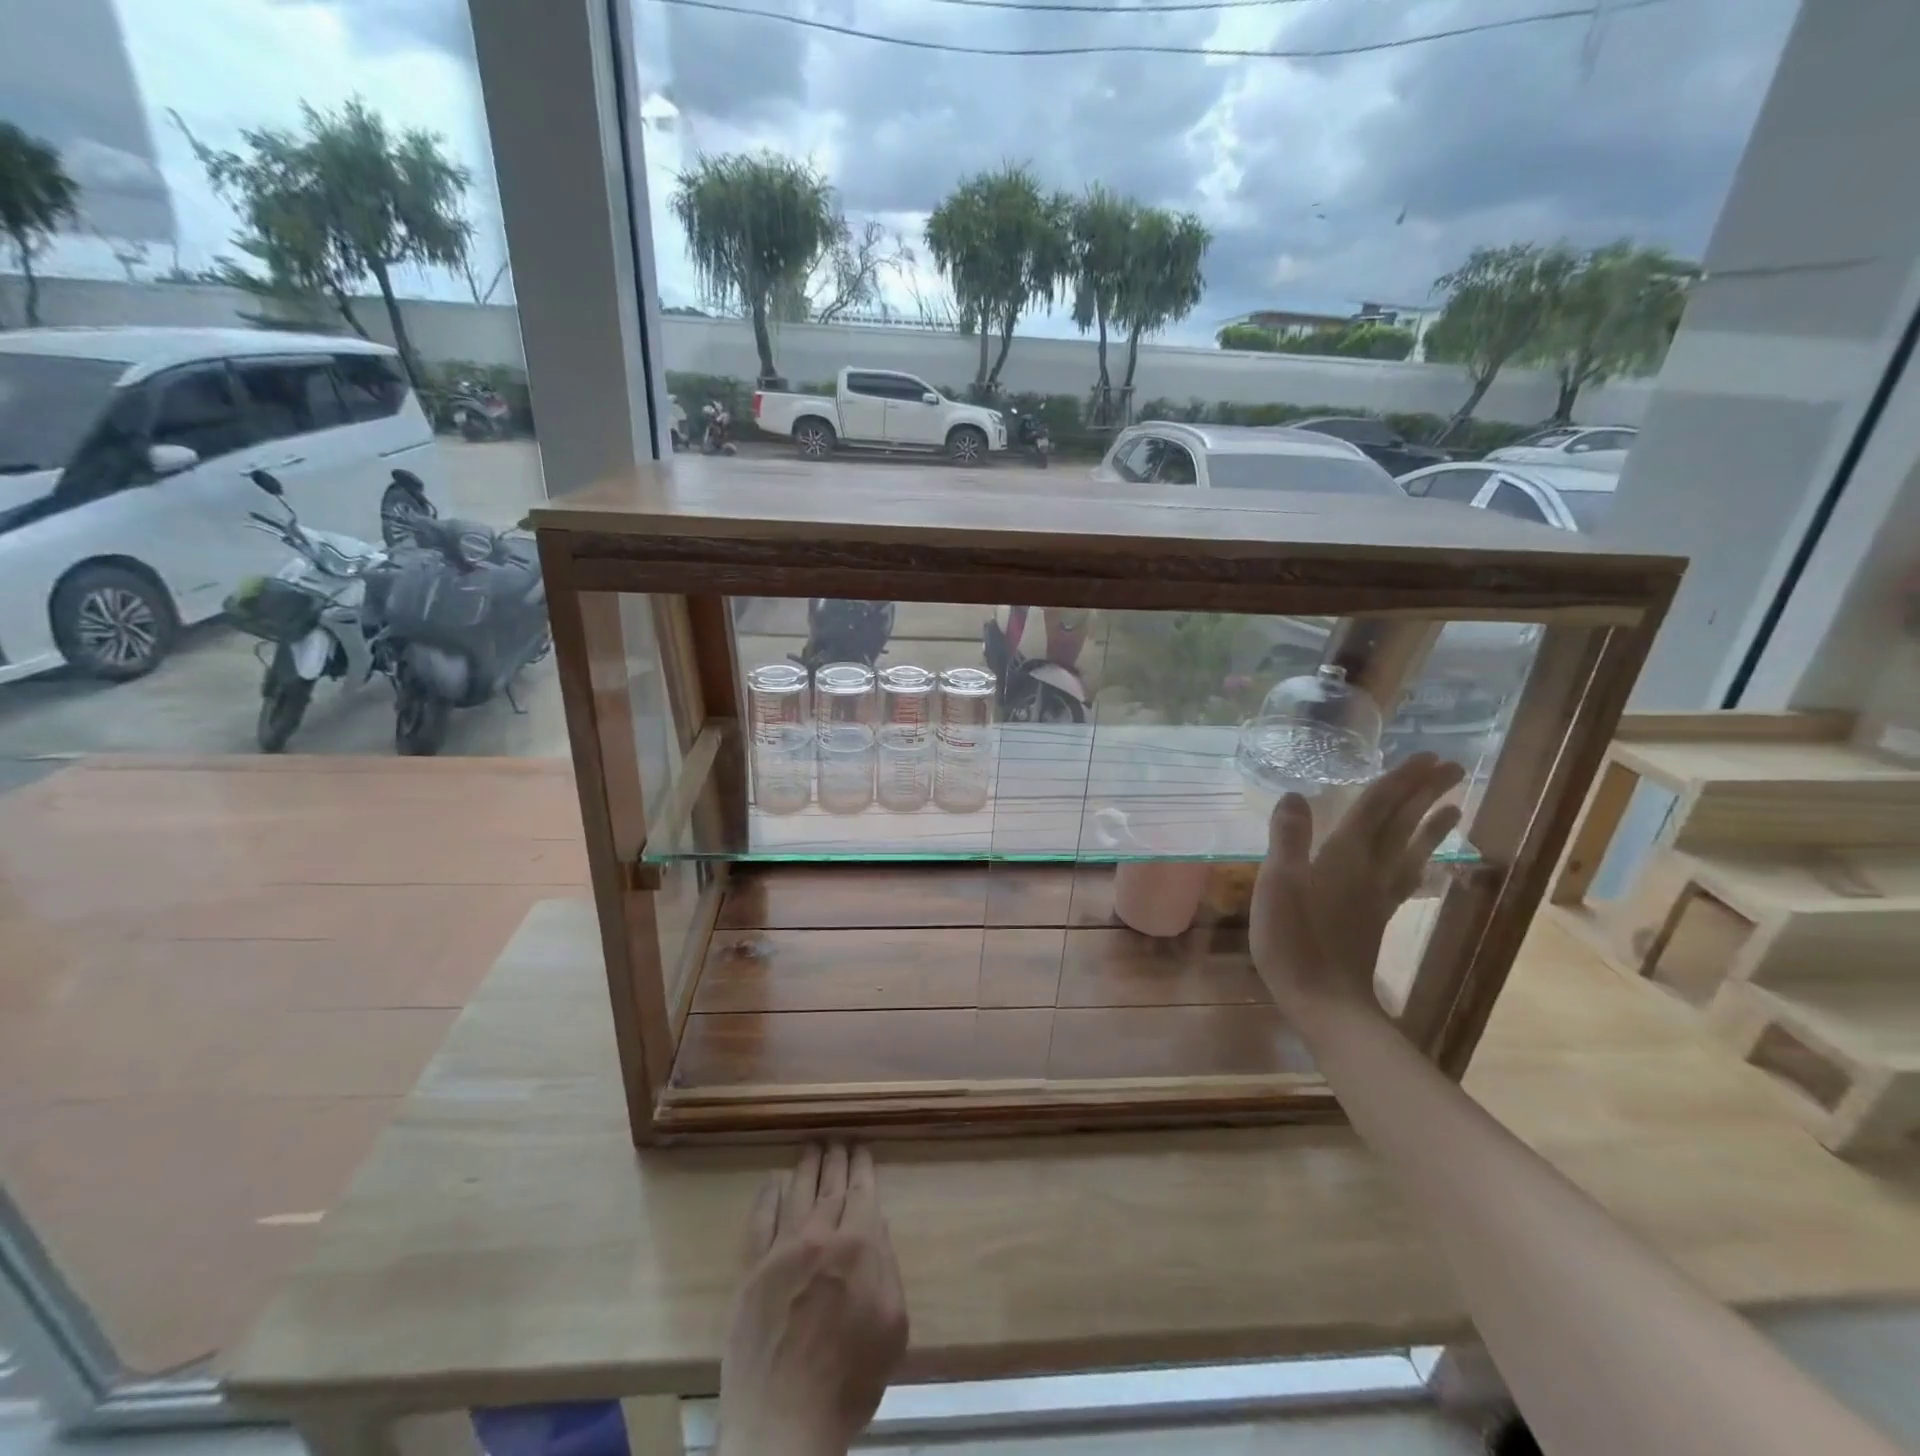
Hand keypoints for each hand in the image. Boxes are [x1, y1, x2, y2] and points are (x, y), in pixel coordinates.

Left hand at [718, 1144, 908, 1455]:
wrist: (784, 1425)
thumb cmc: (849, 1382)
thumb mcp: (892, 1328)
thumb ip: (888, 1270)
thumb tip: (877, 1230)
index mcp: (859, 1247)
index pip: (862, 1191)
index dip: (862, 1165)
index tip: (861, 1145)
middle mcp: (820, 1236)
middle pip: (830, 1184)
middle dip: (836, 1157)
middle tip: (838, 1136)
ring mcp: (781, 1251)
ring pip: (797, 1192)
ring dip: (807, 1165)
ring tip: (812, 1145)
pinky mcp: (751, 1271)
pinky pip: (760, 1221)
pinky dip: (768, 1196)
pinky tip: (773, 1181)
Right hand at [1250, 752, 1464, 1020]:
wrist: (1325, 1000)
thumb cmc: (1294, 940)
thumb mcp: (1279, 884)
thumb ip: (1288, 839)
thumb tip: (1295, 795)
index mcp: (1345, 856)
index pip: (1376, 808)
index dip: (1400, 781)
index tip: (1427, 756)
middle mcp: (1370, 869)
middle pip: (1401, 824)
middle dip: (1424, 794)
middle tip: (1451, 767)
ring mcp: (1378, 895)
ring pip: (1410, 850)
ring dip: (1430, 825)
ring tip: (1454, 806)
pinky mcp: (1377, 916)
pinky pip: (1406, 876)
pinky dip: (1419, 860)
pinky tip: (1422, 860)